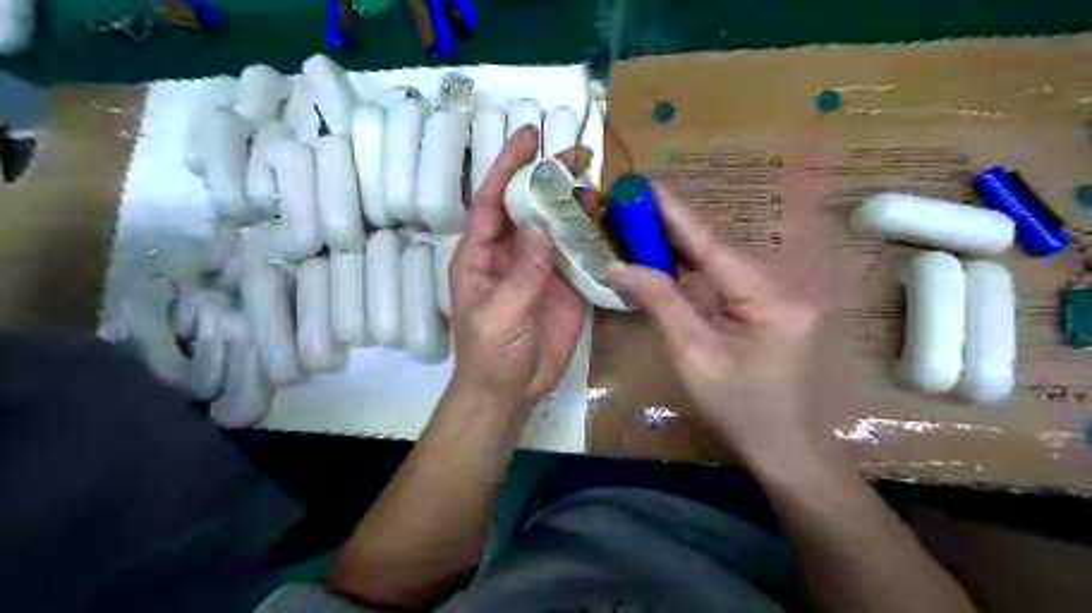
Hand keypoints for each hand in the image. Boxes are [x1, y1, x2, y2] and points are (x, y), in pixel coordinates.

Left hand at [448, 123, 588, 410]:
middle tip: (577, 155)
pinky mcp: (566, 284)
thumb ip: (521, 273)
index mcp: (482, 253)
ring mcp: (541, 267)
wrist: (512, 391)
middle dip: (549, 178)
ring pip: (558, 225)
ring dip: (576, 204)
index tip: (528, 137)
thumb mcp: (498, 314)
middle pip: (529, 206)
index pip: (491, 200)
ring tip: (599, 185)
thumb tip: (542, 227)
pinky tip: (610, 221)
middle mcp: (512, 251)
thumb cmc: (490, 353)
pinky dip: (594, 236)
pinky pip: (580, 253)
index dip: (507, 167)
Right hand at [605, 186, 819, 464]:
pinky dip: (696, 271)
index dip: (676, 215)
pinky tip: (670, 260)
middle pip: (719, 250)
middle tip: (633, 207)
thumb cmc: (738, 410)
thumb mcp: (693, 356)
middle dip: (674, 229)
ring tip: (643, 228)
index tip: (646, 188)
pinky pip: (727, 281)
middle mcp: (782, 287)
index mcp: (771, 298)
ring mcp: (780, 297)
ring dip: (682, 248)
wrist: (783, 448)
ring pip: (722, 264)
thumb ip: (661, 304)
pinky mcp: (771, 308)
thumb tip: (618, 266)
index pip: (713, 246)